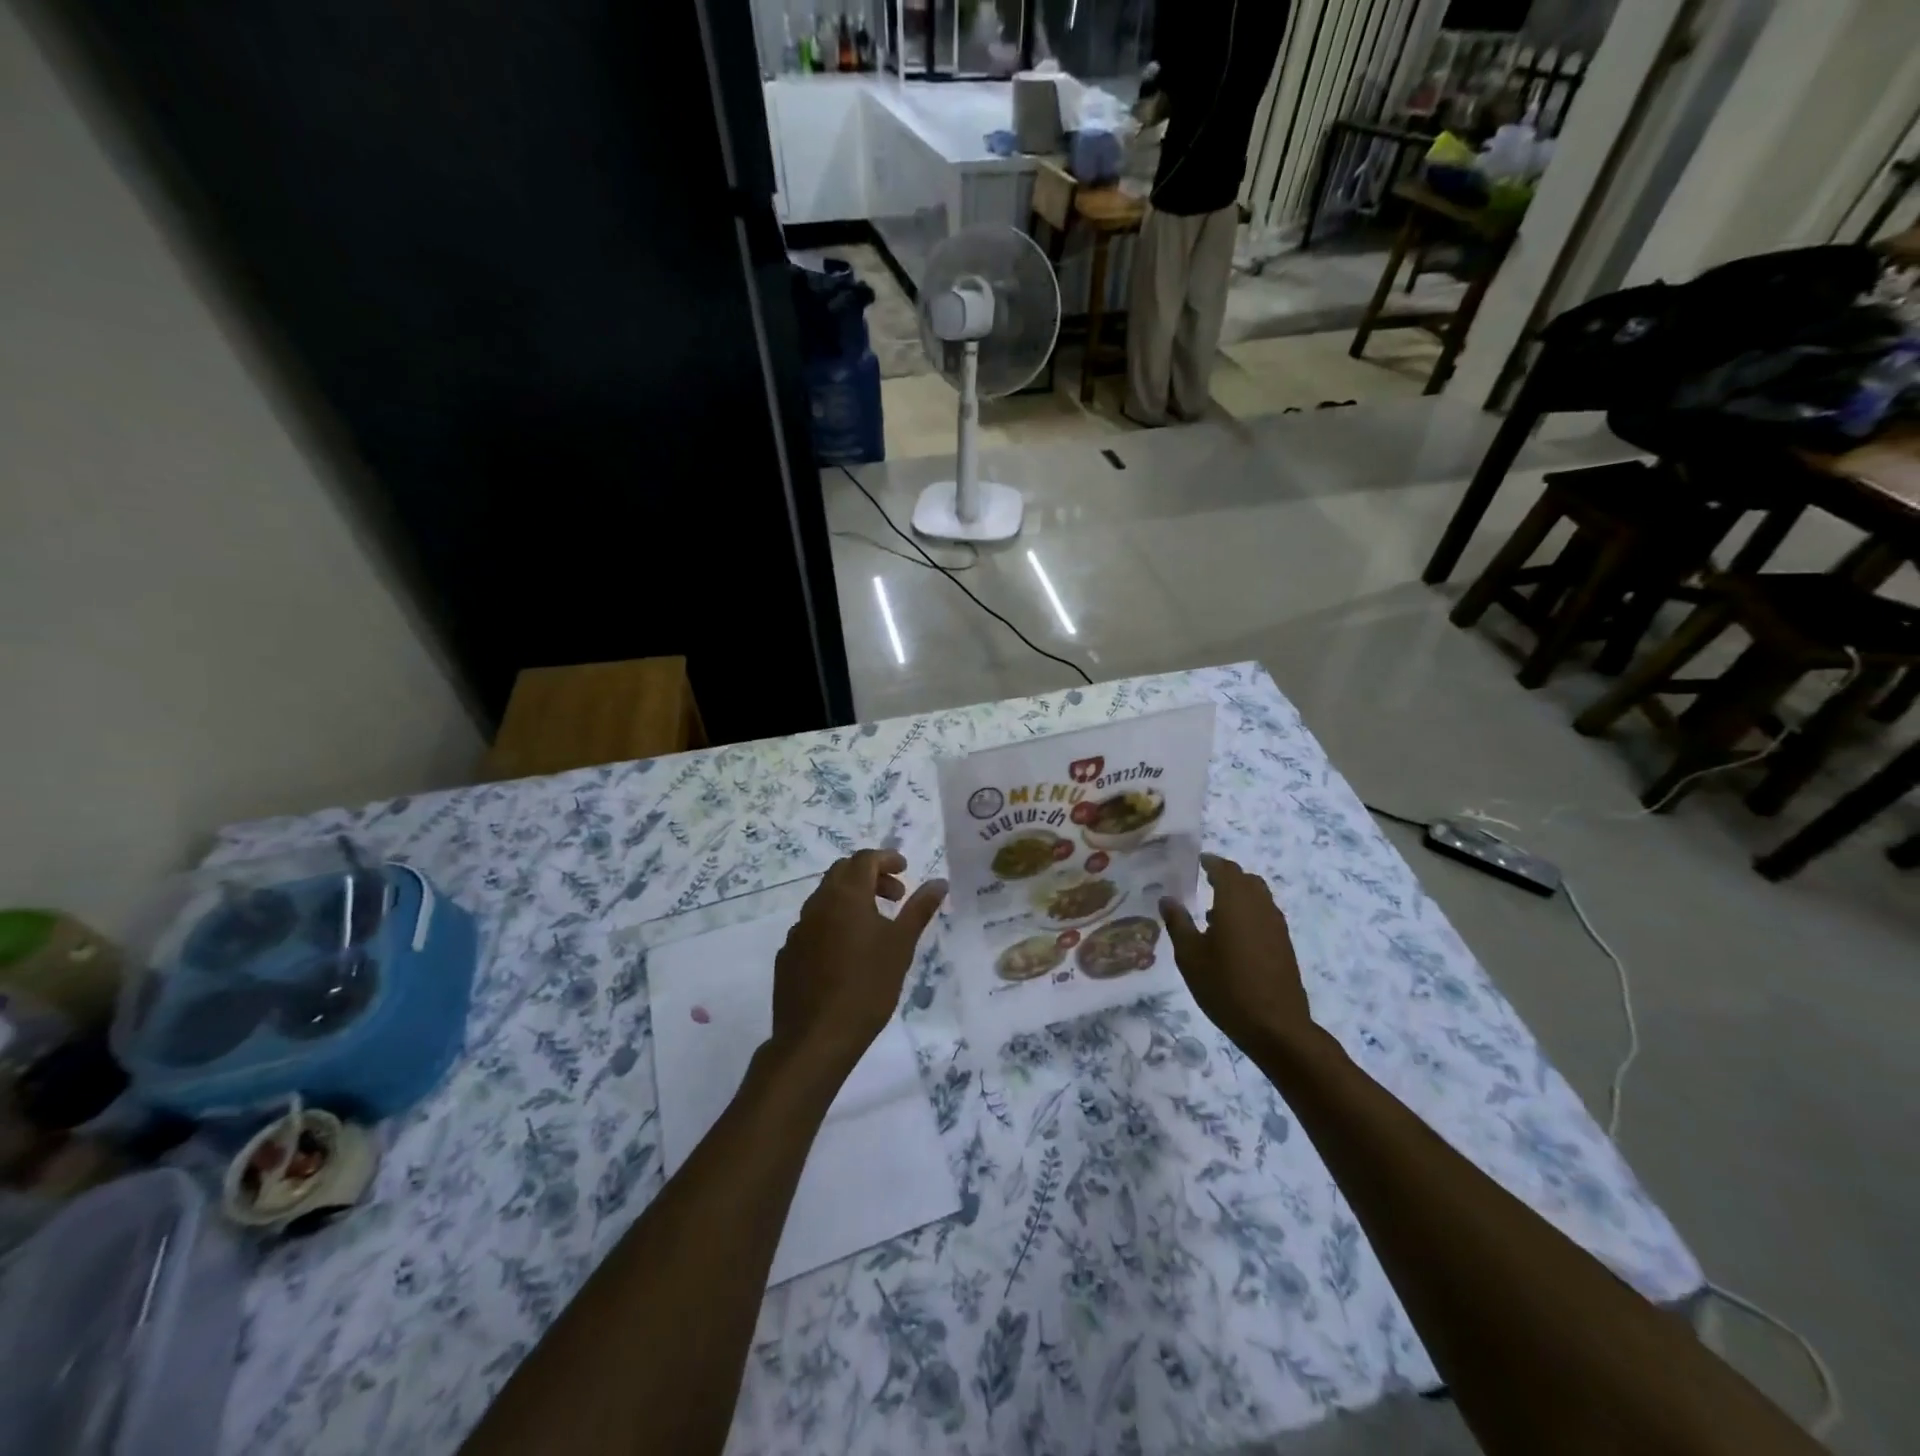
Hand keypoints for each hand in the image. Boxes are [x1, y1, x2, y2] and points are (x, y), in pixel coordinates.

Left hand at [770, 850, 946, 1077]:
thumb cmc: (867, 986)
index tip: (906, 870)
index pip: (864, 859)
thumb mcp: (901, 945)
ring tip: (875, 925)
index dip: (887, 858)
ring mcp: (798, 929)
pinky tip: (847, 952)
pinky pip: (813, 925)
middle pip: (842, 872)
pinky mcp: (788, 954)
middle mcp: (817, 904)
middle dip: (870, 876)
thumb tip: (939, 882)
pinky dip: (833, 924)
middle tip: (896, 896)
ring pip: (825, 898)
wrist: (816, 1037)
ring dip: (851, 899)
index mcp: (845, 896)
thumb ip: (919, 909)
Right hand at [1159, 854, 1310, 1050]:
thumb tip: (1167, 898)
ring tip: (1215, 911)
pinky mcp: (1284, 945)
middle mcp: (1260, 907)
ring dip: (1240, 895)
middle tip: (1205, 881)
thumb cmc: (1225, 986)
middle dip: (1227, 876)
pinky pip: (1265, 915)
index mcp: (1236, 902)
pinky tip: (1233, 936)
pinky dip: (1250, 913)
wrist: (1275, 1026)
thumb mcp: (1190, 956)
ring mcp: (1276, 926)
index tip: (1198, 861)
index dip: (1212, 862)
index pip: (1226, 870)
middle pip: (1246, 880)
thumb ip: (1178, 923)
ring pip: (1259, 897)